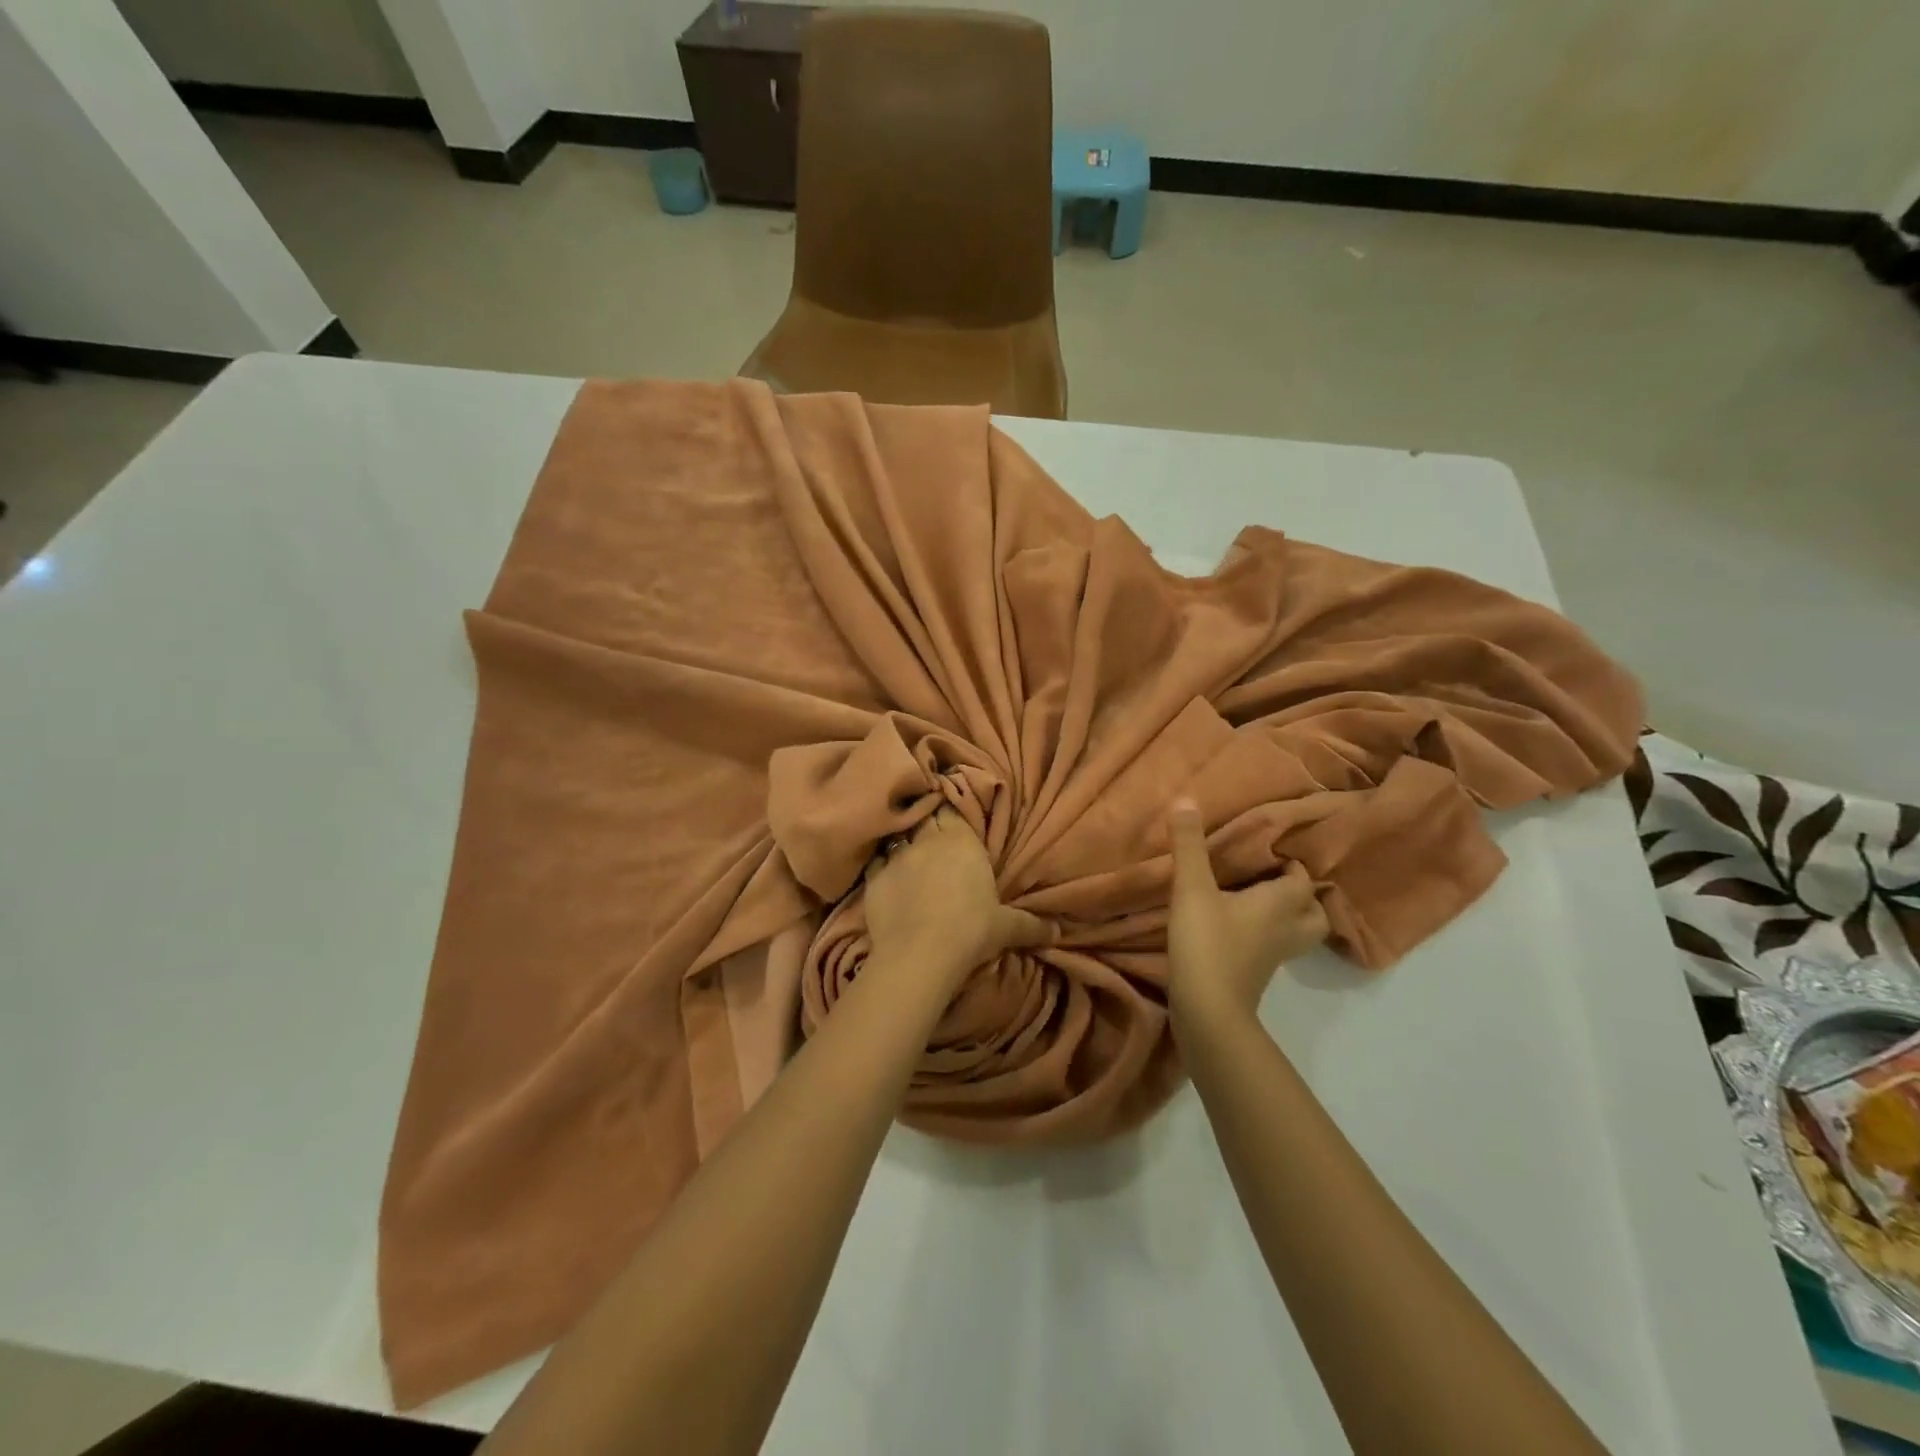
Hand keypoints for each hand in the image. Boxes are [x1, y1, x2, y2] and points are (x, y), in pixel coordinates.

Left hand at [863, 808, 1052, 990]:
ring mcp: (897, 856)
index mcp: (962, 840)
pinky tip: (885, 874)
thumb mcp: (1006, 928)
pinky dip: (881, 863)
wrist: (920, 953)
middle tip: (931, 827)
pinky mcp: (874, 877)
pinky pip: (875, 860)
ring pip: (898, 834)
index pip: (952, 807)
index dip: (950, 808)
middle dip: (928, 818)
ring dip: (904, 838)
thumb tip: (1058, 932)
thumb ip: (1031, 925)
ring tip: (908, 849)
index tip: (951, 810)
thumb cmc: (971, 931)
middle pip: (925, 815)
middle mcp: (928, 839)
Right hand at [1166, 799, 1328, 1024]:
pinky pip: (1274, 949)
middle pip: (1314, 912)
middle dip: (1300, 896)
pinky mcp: (1257, 974)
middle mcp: (1286, 928)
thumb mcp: (1192, 888)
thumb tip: (1186, 799)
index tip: (1267, 851)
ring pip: (1297, 934)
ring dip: (1286, 918)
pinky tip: (1236, 928)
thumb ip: (1190, 845)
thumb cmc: (1207, 942)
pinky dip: (1265, 937)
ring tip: (1256, 903)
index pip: (1303, 879)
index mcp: (1281, 903)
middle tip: (1270, 880)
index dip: (1291, 864)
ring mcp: (1275, 956)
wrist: (1208, 1010)